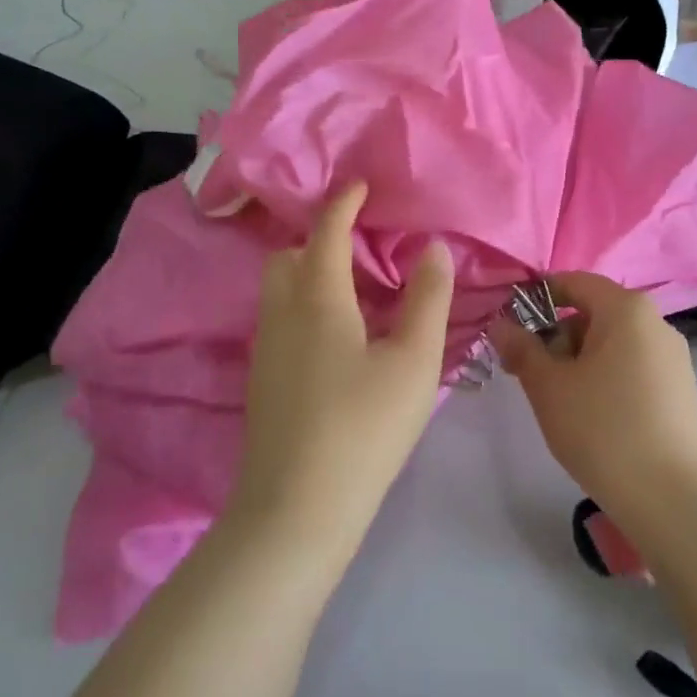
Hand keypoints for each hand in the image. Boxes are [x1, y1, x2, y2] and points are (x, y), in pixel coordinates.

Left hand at [227, 183, 454, 567]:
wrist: (295, 512)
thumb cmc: (363, 428)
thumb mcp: (413, 361)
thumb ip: (428, 299)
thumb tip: (433, 248)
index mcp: (317, 297)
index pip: (325, 230)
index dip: (344, 202)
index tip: (361, 184)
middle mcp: (281, 312)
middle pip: (288, 254)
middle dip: (319, 239)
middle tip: (362, 248)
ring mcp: (266, 348)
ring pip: (280, 288)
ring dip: (310, 272)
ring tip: (356, 291)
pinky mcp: (263, 379)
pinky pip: (280, 317)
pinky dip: (305, 304)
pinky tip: (339, 337)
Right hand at [492, 272, 696, 549]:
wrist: (678, 502)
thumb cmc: (605, 430)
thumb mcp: (549, 388)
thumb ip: (521, 349)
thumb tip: (500, 324)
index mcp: (626, 309)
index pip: (573, 282)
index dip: (536, 298)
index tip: (509, 327)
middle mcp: (655, 323)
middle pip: (593, 313)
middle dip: (555, 336)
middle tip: (525, 373)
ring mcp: (673, 359)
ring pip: (612, 344)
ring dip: (577, 361)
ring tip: (556, 401)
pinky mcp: (681, 392)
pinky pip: (632, 368)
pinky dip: (604, 379)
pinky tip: (591, 418)